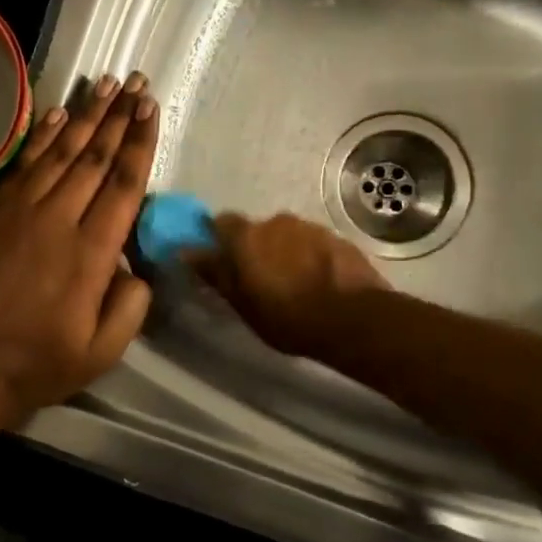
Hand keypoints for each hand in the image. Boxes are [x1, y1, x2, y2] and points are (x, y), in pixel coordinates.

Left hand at [0, 72, 158, 418]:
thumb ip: (130, 306)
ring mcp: (19, 212)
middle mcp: (59, 220)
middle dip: (119, 117)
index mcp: (92, 253)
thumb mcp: (102, 351)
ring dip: (85, 116)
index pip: (124, 184)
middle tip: (137, 83)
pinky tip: (56, 115)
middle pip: (95, 157)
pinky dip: (41, 136)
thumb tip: (135, 268)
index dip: (140, 142)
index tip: (152, 109)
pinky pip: (22, 165)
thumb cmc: (37, 364)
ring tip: (105, 84)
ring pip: (59, 152)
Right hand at [191, 212, 388, 359]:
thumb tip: (187, 252)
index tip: (223, 260)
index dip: (220, 239)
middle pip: (258, 230)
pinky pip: (314, 244)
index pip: (221, 222)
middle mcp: (276, 221)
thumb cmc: (288, 318)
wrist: (354, 319)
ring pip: (288, 236)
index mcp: (247, 236)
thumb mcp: (243, 304)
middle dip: (256, 248)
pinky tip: (318, 282)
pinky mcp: (338, 238)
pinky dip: (311, 258)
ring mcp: (310, 227)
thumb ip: (216, 274)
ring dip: (285, 252)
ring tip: (294, 283)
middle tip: (260, 279)